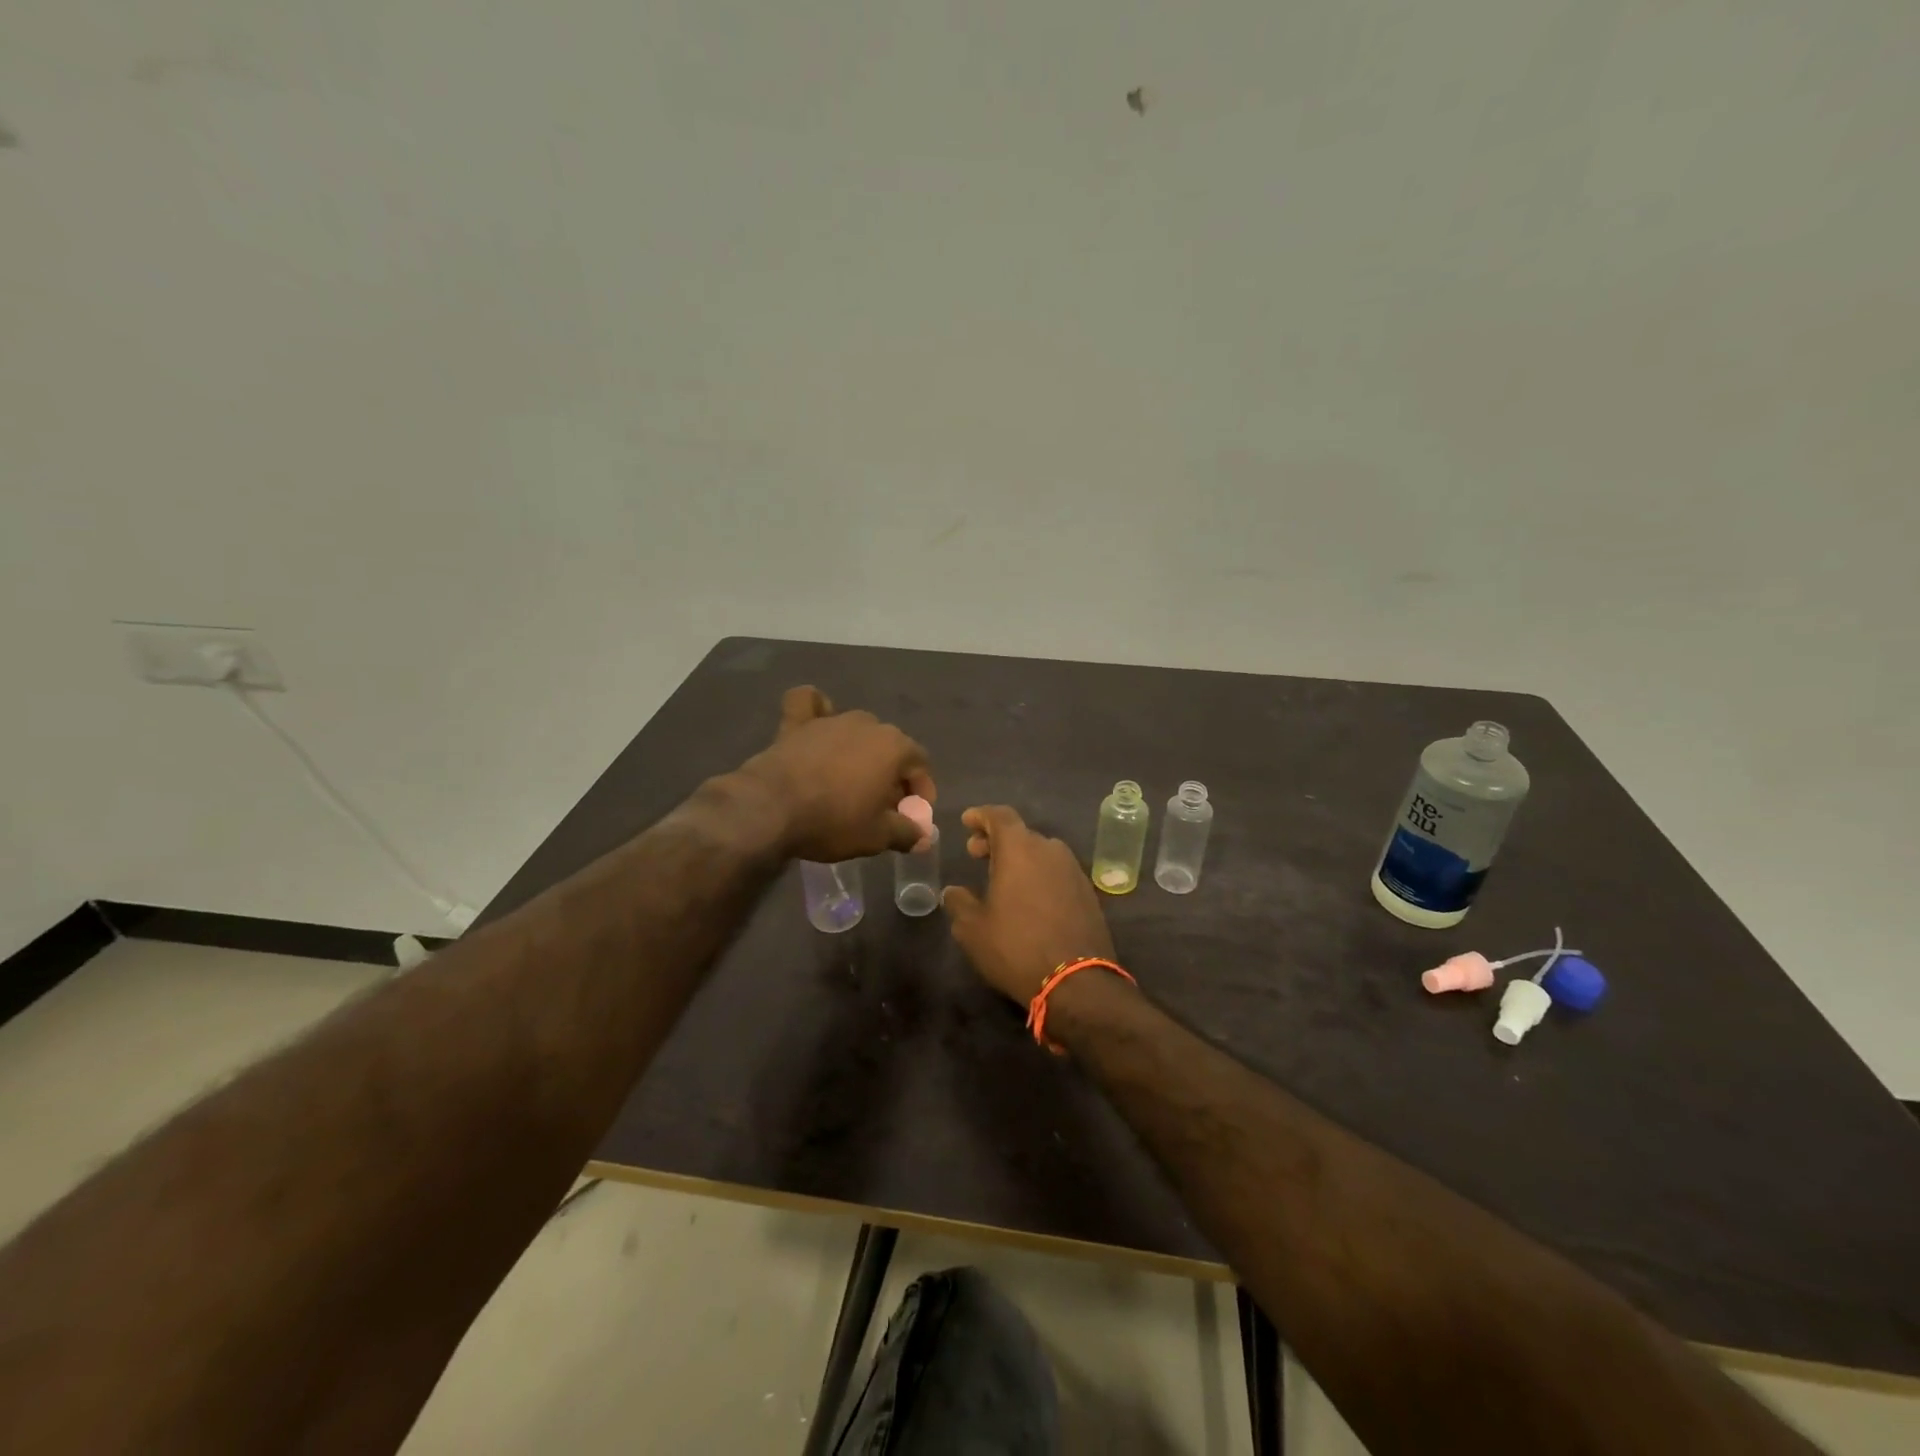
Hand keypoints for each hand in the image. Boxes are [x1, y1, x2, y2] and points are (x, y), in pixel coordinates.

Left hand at [737, 687, 933, 861]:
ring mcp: (831, 719)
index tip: (913, 814)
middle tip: (882, 805)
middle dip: (892, 774)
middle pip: (890, 747)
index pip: (920, 764)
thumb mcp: (877, 836)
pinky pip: (810, 704)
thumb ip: (907, 833)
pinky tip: (818, 722)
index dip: (921, 790)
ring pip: (857, 729)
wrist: (771, 809)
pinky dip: (817, 709)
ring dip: (861, 752)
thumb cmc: (833, 821)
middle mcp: (867, 724)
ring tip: (852, 781)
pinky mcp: (797, 723)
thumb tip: (923, 836)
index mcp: (894, 746)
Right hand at [941, 805, 1114, 1004]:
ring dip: (1020, 858)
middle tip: (977, 853)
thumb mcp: (973, 929)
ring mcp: (1074, 871)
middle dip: (996, 840)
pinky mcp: (1088, 893)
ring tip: (1001, 878)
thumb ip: (959, 903)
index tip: (967, 822)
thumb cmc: (1016, 947)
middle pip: (1021, 833)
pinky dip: (1039, 875)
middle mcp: (1050, 850)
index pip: (999, 816)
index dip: (981, 816)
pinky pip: (1057, 872)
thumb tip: (952, 892)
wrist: (1077, 982)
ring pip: (1041, 852)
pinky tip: (1029, 898)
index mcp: (1020, 849)